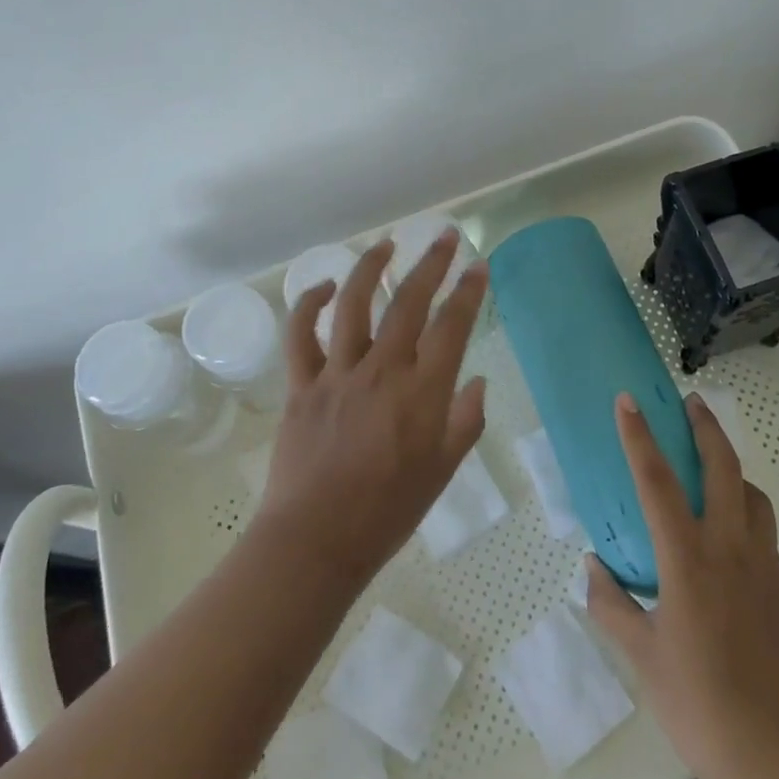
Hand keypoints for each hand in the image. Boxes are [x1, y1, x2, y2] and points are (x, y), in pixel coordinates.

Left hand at [253, 230, 487, 584]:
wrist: (316, 541)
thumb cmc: (388, 511)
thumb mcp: (443, 471)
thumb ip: (465, 422)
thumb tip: (477, 383)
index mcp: (422, 392)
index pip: (452, 326)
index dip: (468, 291)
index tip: (478, 266)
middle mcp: (382, 371)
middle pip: (408, 302)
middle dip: (431, 263)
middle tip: (445, 237)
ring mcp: (338, 373)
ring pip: (354, 304)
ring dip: (371, 268)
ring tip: (387, 245)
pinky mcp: (303, 384)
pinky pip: (301, 334)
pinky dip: (310, 304)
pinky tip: (324, 286)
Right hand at [584, 392, 778, 778]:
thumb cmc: (699, 703)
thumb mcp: (642, 657)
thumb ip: (612, 604)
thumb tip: (592, 567)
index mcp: (688, 559)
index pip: (657, 481)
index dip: (639, 436)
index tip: (628, 400)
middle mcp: (729, 548)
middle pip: (723, 467)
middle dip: (705, 427)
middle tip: (690, 402)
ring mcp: (763, 565)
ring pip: (752, 493)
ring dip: (732, 466)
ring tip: (712, 465)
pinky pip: (764, 528)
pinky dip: (746, 507)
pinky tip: (730, 531)